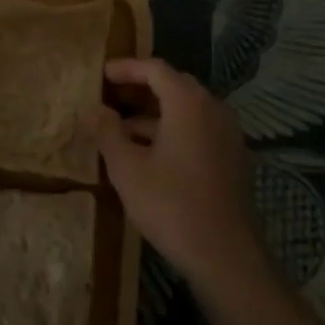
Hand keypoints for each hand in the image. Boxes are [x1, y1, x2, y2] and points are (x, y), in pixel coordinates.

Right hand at [88, 57, 267, 287]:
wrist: (226, 255)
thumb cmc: (171, 205)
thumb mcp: (127, 168)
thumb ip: (107, 132)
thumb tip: (92, 108)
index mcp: (188, 102)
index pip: (155, 69)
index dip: (126, 68)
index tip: (101, 74)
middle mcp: (213, 108)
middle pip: (174, 85)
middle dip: (140, 89)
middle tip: (110, 98)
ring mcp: (227, 133)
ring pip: (187, 110)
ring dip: (155, 114)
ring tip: (122, 130)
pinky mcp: (233, 158)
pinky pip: (199, 130)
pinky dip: (173, 131)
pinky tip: (150, 155)